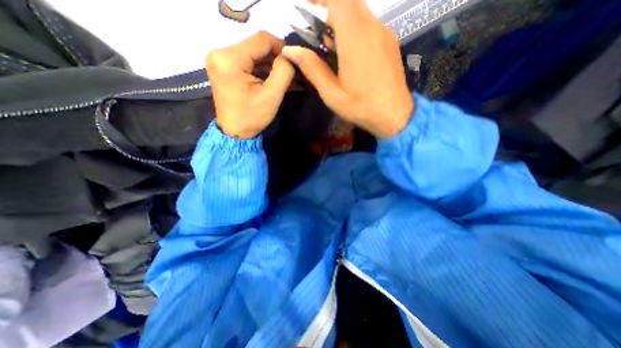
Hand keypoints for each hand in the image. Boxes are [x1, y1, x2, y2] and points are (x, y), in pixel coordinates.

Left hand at [206, 29, 295, 136]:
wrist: (235, 132)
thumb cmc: (252, 117)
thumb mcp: (271, 96)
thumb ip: (283, 72)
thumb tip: (290, 56)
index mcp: (229, 59)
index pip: (261, 39)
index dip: (281, 47)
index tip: (294, 61)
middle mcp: (220, 53)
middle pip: (256, 46)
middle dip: (276, 58)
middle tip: (292, 70)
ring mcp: (221, 59)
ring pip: (253, 54)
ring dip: (271, 64)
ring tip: (287, 75)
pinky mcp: (224, 67)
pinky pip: (248, 61)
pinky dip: (262, 69)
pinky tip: (275, 77)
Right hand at [283, 0, 412, 136]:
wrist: (394, 115)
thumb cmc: (361, 107)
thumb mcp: (331, 93)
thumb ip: (312, 68)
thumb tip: (291, 50)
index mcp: (355, 38)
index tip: (307, 6)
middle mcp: (372, 27)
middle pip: (350, 1)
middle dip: (329, 7)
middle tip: (316, 26)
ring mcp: (384, 33)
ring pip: (360, 12)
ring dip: (342, 20)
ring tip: (330, 44)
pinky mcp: (390, 43)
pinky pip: (370, 25)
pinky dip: (355, 29)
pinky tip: (349, 52)